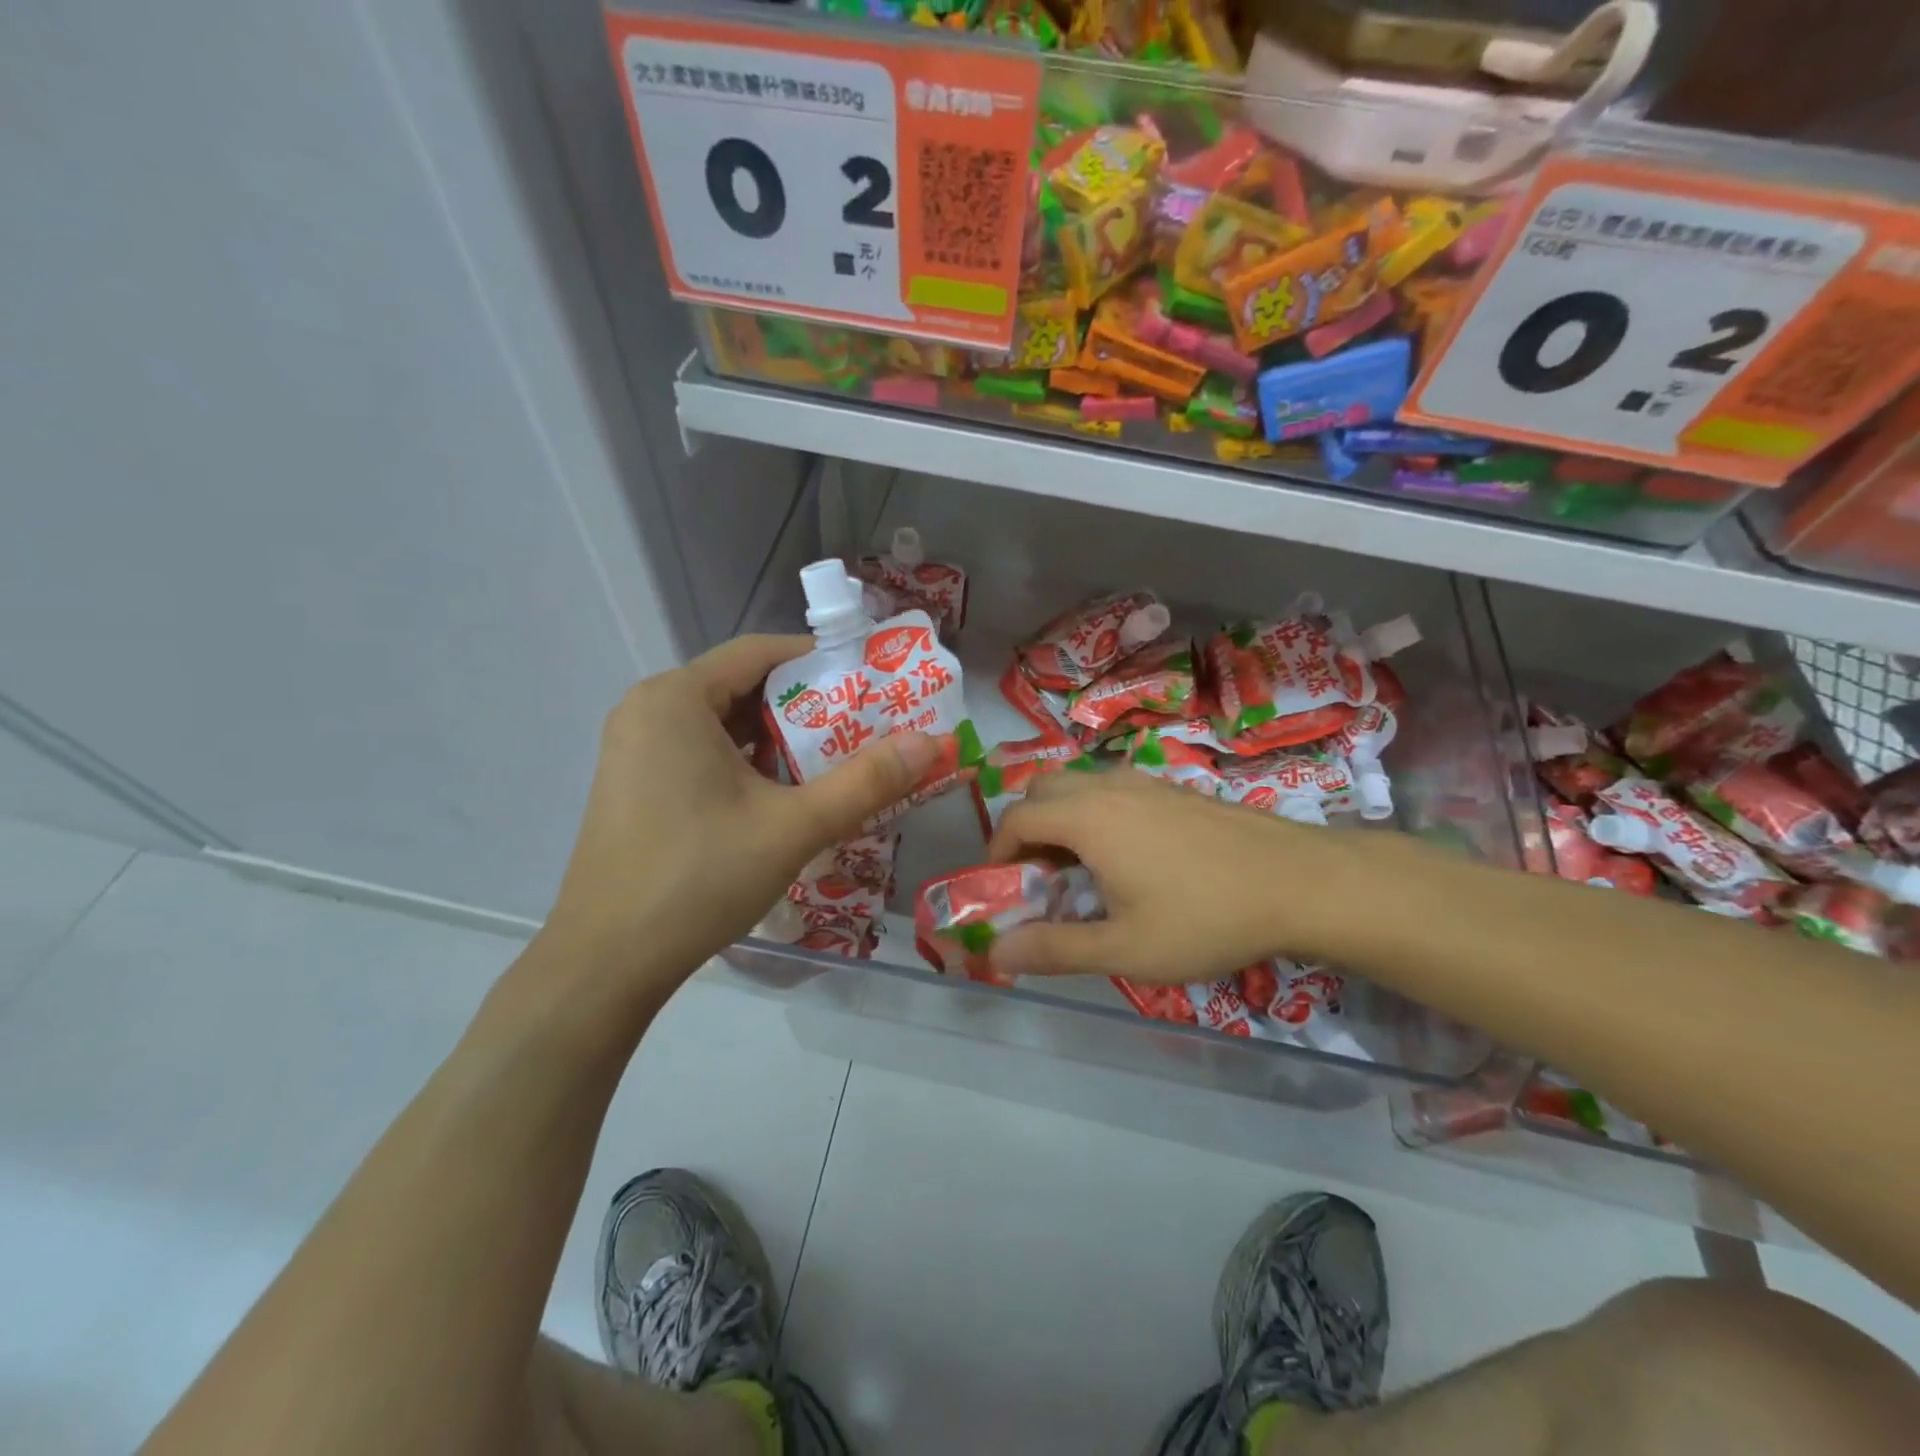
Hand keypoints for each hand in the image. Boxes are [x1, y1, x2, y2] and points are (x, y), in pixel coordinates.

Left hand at [541, 635, 939, 1007]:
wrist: (606, 962)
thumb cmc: (699, 878)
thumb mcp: (793, 826)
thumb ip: (866, 781)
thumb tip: (931, 742)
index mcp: (677, 698)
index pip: (761, 651)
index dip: (822, 662)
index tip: (871, 684)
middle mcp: (650, 710)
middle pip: (743, 686)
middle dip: (807, 706)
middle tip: (865, 727)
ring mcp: (636, 749)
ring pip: (724, 724)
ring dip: (780, 740)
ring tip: (836, 762)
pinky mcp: (636, 785)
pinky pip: (703, 753)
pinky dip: (747, 763)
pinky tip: (783, 796)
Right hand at [986, 770, 1347, 982]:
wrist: (1298, 882)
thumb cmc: (1203, 917)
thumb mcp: (1124, 948)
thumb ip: (1054, 949)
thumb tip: (996, 951)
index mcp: (1086, 818)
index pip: (1017, 818)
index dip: (997, 851)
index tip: (1003, 887)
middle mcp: (1108, 787)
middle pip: (1042, 791)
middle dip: (1026, 829)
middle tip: (1038, 877)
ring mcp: (1145, 782)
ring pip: (1079, 787)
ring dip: (1062, 820)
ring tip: (1081, 871)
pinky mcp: (1174, 789)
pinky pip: (1113, 790)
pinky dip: (1095, 815)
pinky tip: (1128, 859)